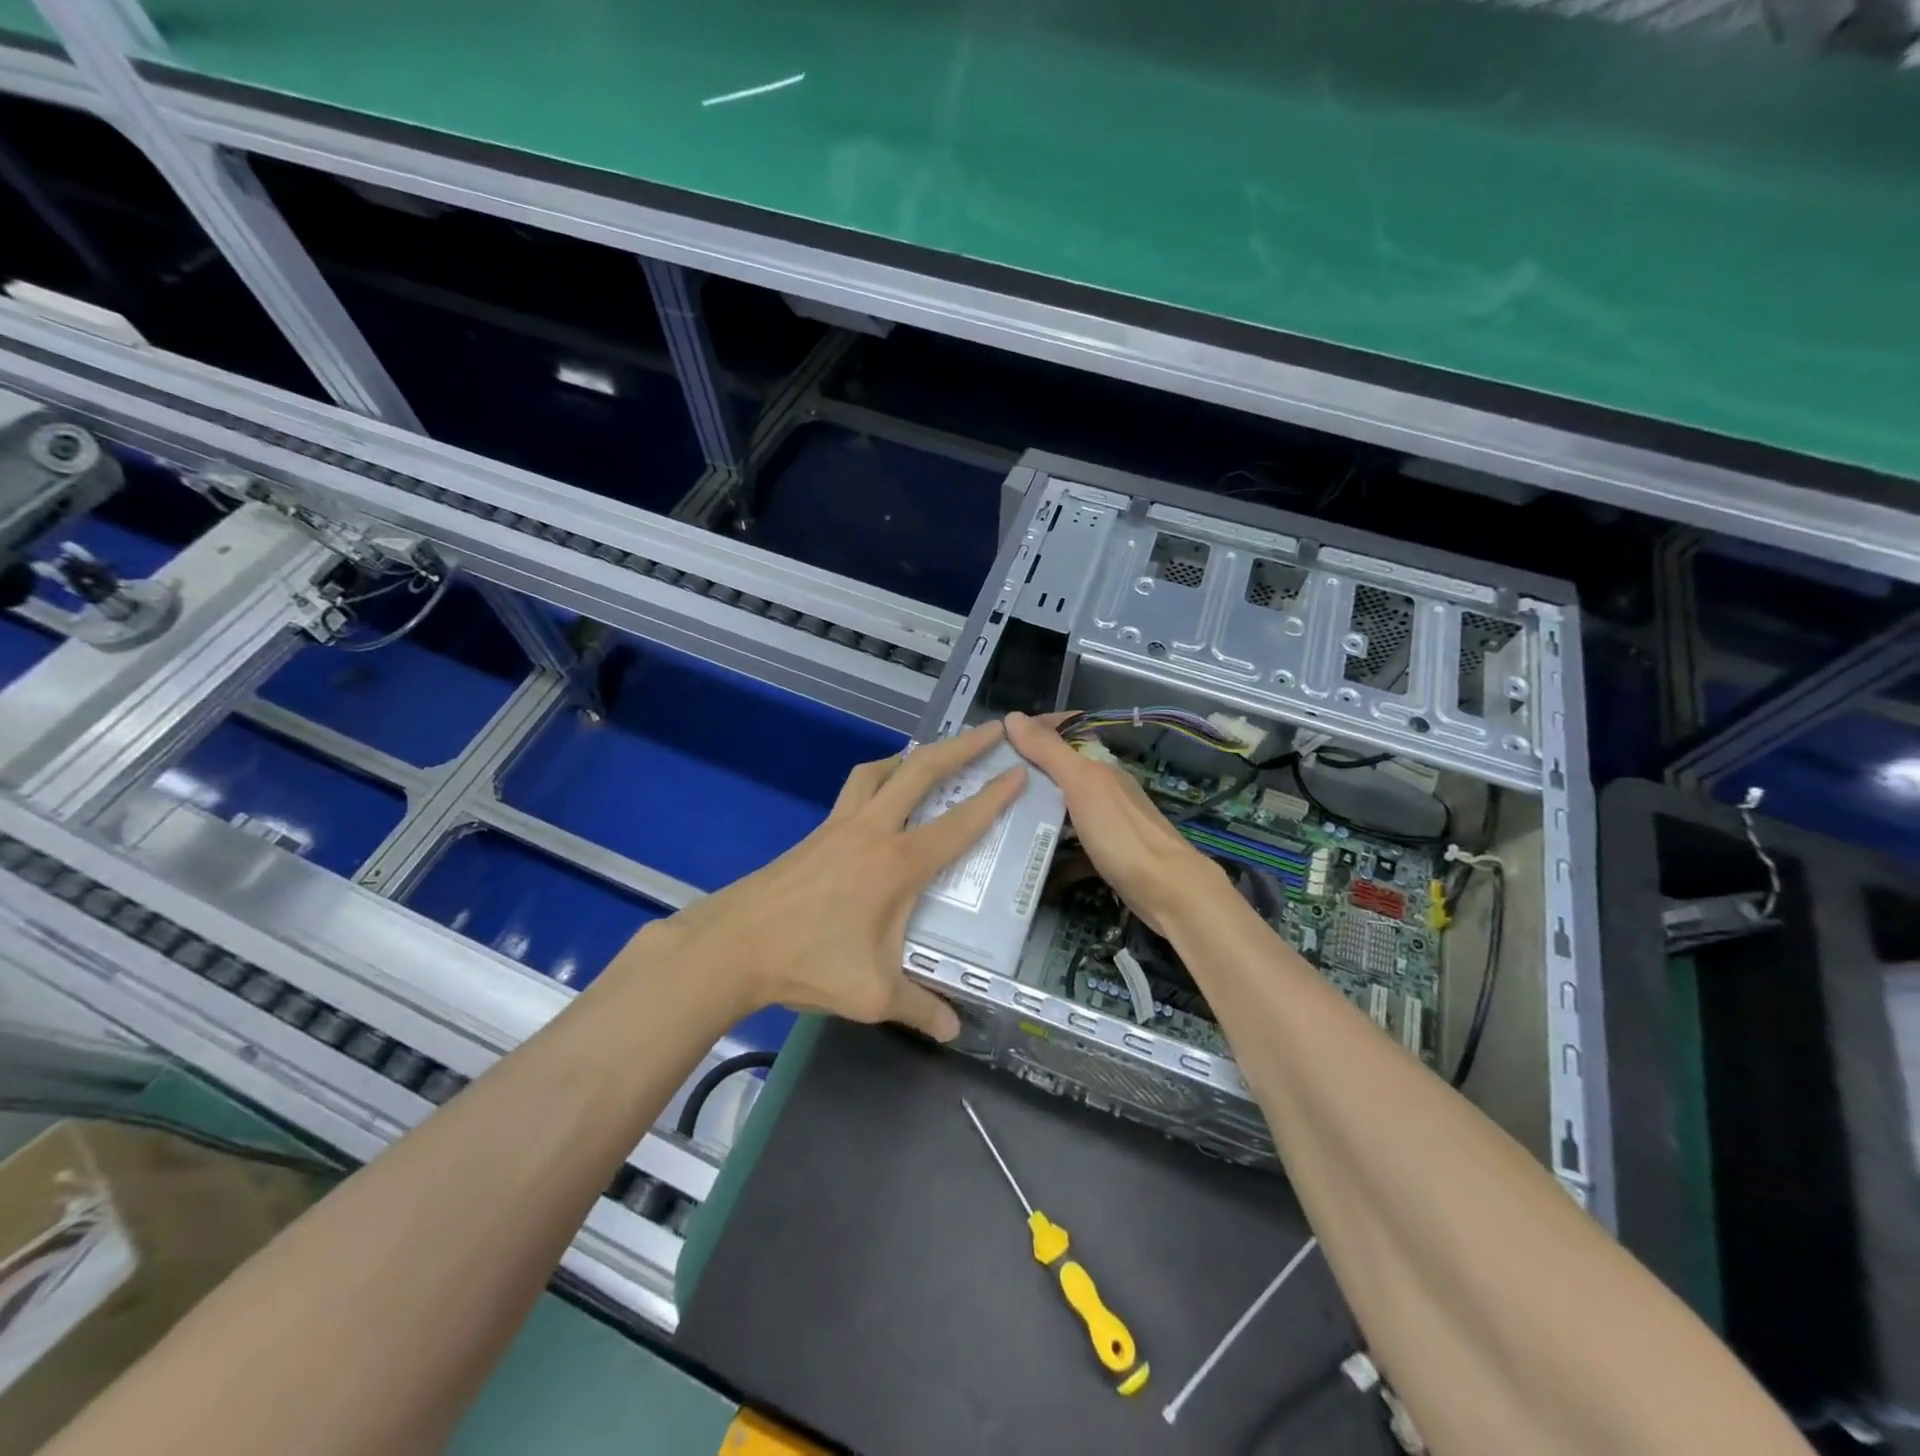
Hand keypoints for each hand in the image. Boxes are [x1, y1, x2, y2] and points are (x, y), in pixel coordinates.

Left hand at [646, 720, 1025, 1040]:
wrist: (734, 945)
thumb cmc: (809, 963)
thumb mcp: (873, 995)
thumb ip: (920, 1008)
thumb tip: (953, 1030)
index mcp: (898, 864)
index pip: (959, 823)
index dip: (994, 796)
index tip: (1019, 770)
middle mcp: (873, 831)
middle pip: (922, 771)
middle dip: (962, 746)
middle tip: (992, 730)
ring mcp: (839, 826)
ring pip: (880, 770)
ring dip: (911, 757)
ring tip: (931, 758)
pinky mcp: (816, 833)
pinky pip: (854, 789)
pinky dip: (878, 779)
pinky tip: (879, 799)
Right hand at [1004, 711, 1224, 934]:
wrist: (1167, 892)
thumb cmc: (1121, 833)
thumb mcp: (1082, 785)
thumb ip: (1049, 752)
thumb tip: (1013, 717)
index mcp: (1100, 766)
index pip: (1065, 731)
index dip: (1034, 729)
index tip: (997, 740)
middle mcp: (1105, 788)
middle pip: (1061, 769)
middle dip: (1027, 770)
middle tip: (987, 779)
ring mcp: (1108, 821)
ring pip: (1065, 804)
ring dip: (1036, 806)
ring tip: (998, 813)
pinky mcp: (1107, 853)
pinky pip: (1072, 841)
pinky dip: (1052, 845)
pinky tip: (1029, 855)